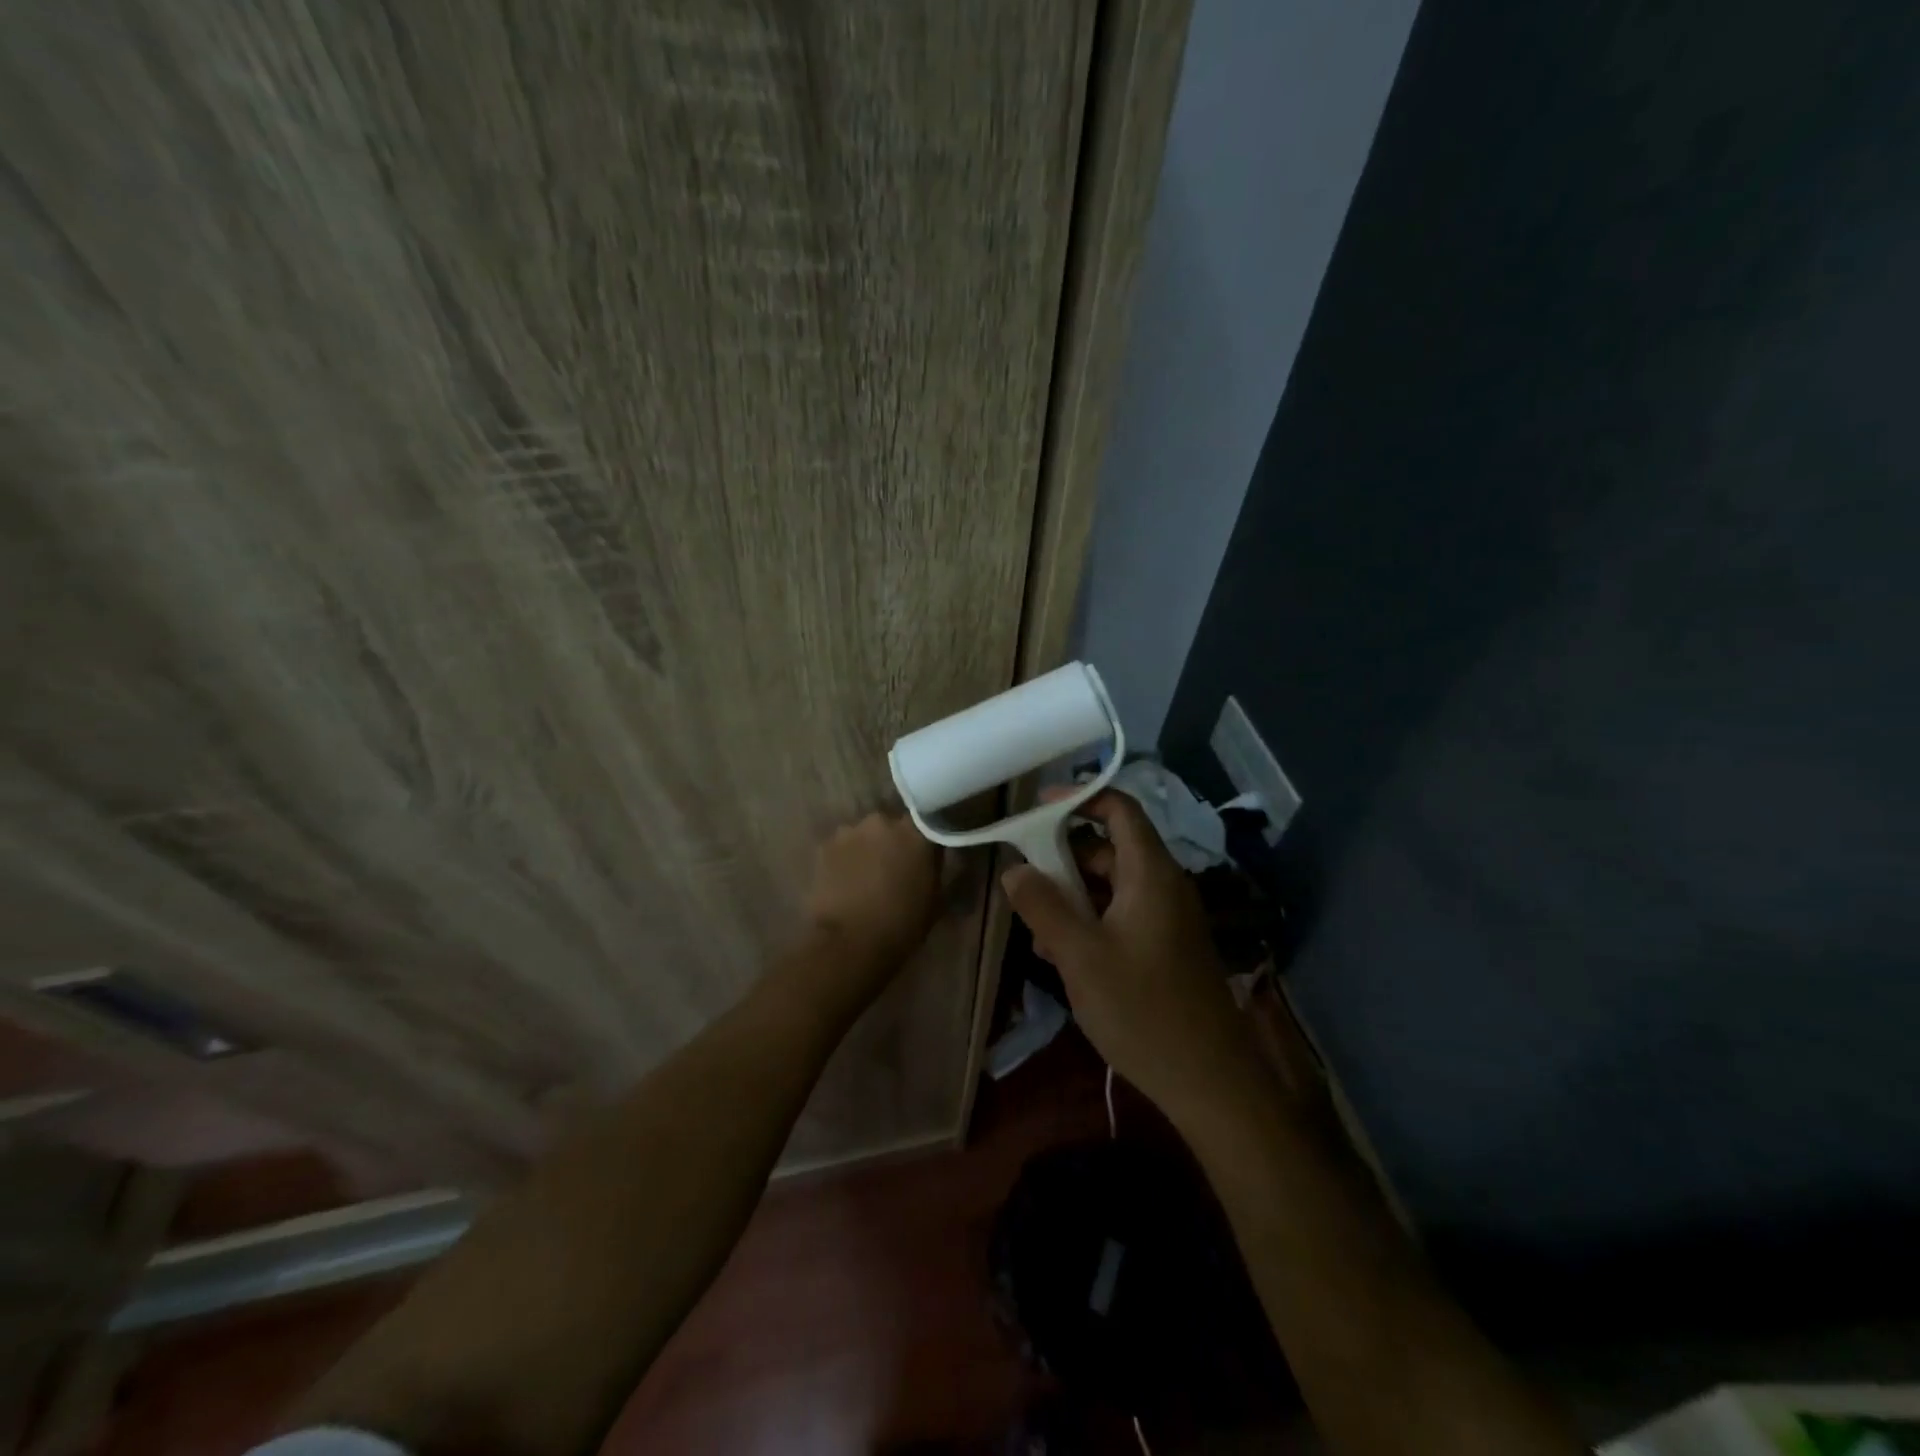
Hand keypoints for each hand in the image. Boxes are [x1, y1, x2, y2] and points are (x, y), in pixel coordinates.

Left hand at [805, 811, 942, 976]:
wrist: (849, 943)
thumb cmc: (902, 924)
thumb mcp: (935, 898)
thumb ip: (935, 867)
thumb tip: (932, 857)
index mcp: (916, 832)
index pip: (927, 822)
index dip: (925, 839)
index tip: (925, 855)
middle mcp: (883, 821)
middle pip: (891, 826)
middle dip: (893, 842)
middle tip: (894, 868)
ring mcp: (850, 831)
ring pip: (864, 835)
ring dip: (867, 849)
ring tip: (866, 876)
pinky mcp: (824, 846)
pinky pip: (841, 847)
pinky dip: (845, 859)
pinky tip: (845, 881)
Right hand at [1000, 791, 1261, 1129]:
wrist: (1209, 1082)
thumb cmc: (1143, 1010)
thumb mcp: (1080, 956)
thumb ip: (1044, 906)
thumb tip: (1014, 869)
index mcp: (1151, 875)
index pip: (1120, 809)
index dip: (1080, 798)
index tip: (1037, 806)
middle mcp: (1163, 887)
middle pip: (1110, 849)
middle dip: (1064, 857)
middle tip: (1024, 875)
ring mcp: (1167, 919)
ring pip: (1112, 886)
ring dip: (1072, 896)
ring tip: (1035, 926)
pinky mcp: (1165, 948)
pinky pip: (1121, 916)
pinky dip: (1090, 921)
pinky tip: (1059, 953)